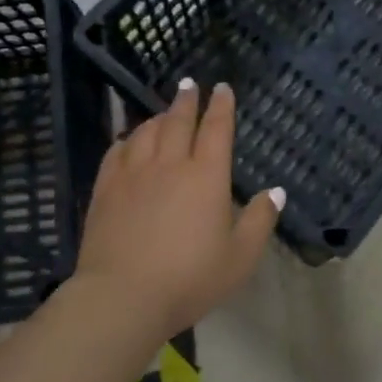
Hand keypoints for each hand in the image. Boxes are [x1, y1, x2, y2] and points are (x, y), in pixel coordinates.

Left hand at [76, 79, 282, 340]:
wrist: (123, 296)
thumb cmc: (190, 278)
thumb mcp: (240, 257)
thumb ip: (260, 221)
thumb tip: (275, 191)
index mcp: (206, 176)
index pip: (216, 129)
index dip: (221, 106)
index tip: (222, 88)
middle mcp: (170, 164)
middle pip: (179, 121)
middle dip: (187, 100)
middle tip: (190, 84)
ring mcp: (133, 174)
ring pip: (146, 132)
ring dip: (158, 117)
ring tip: (164, 112)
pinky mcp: (106, 189)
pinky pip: (116, 151)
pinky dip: (127, 139)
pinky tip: (129, 140)